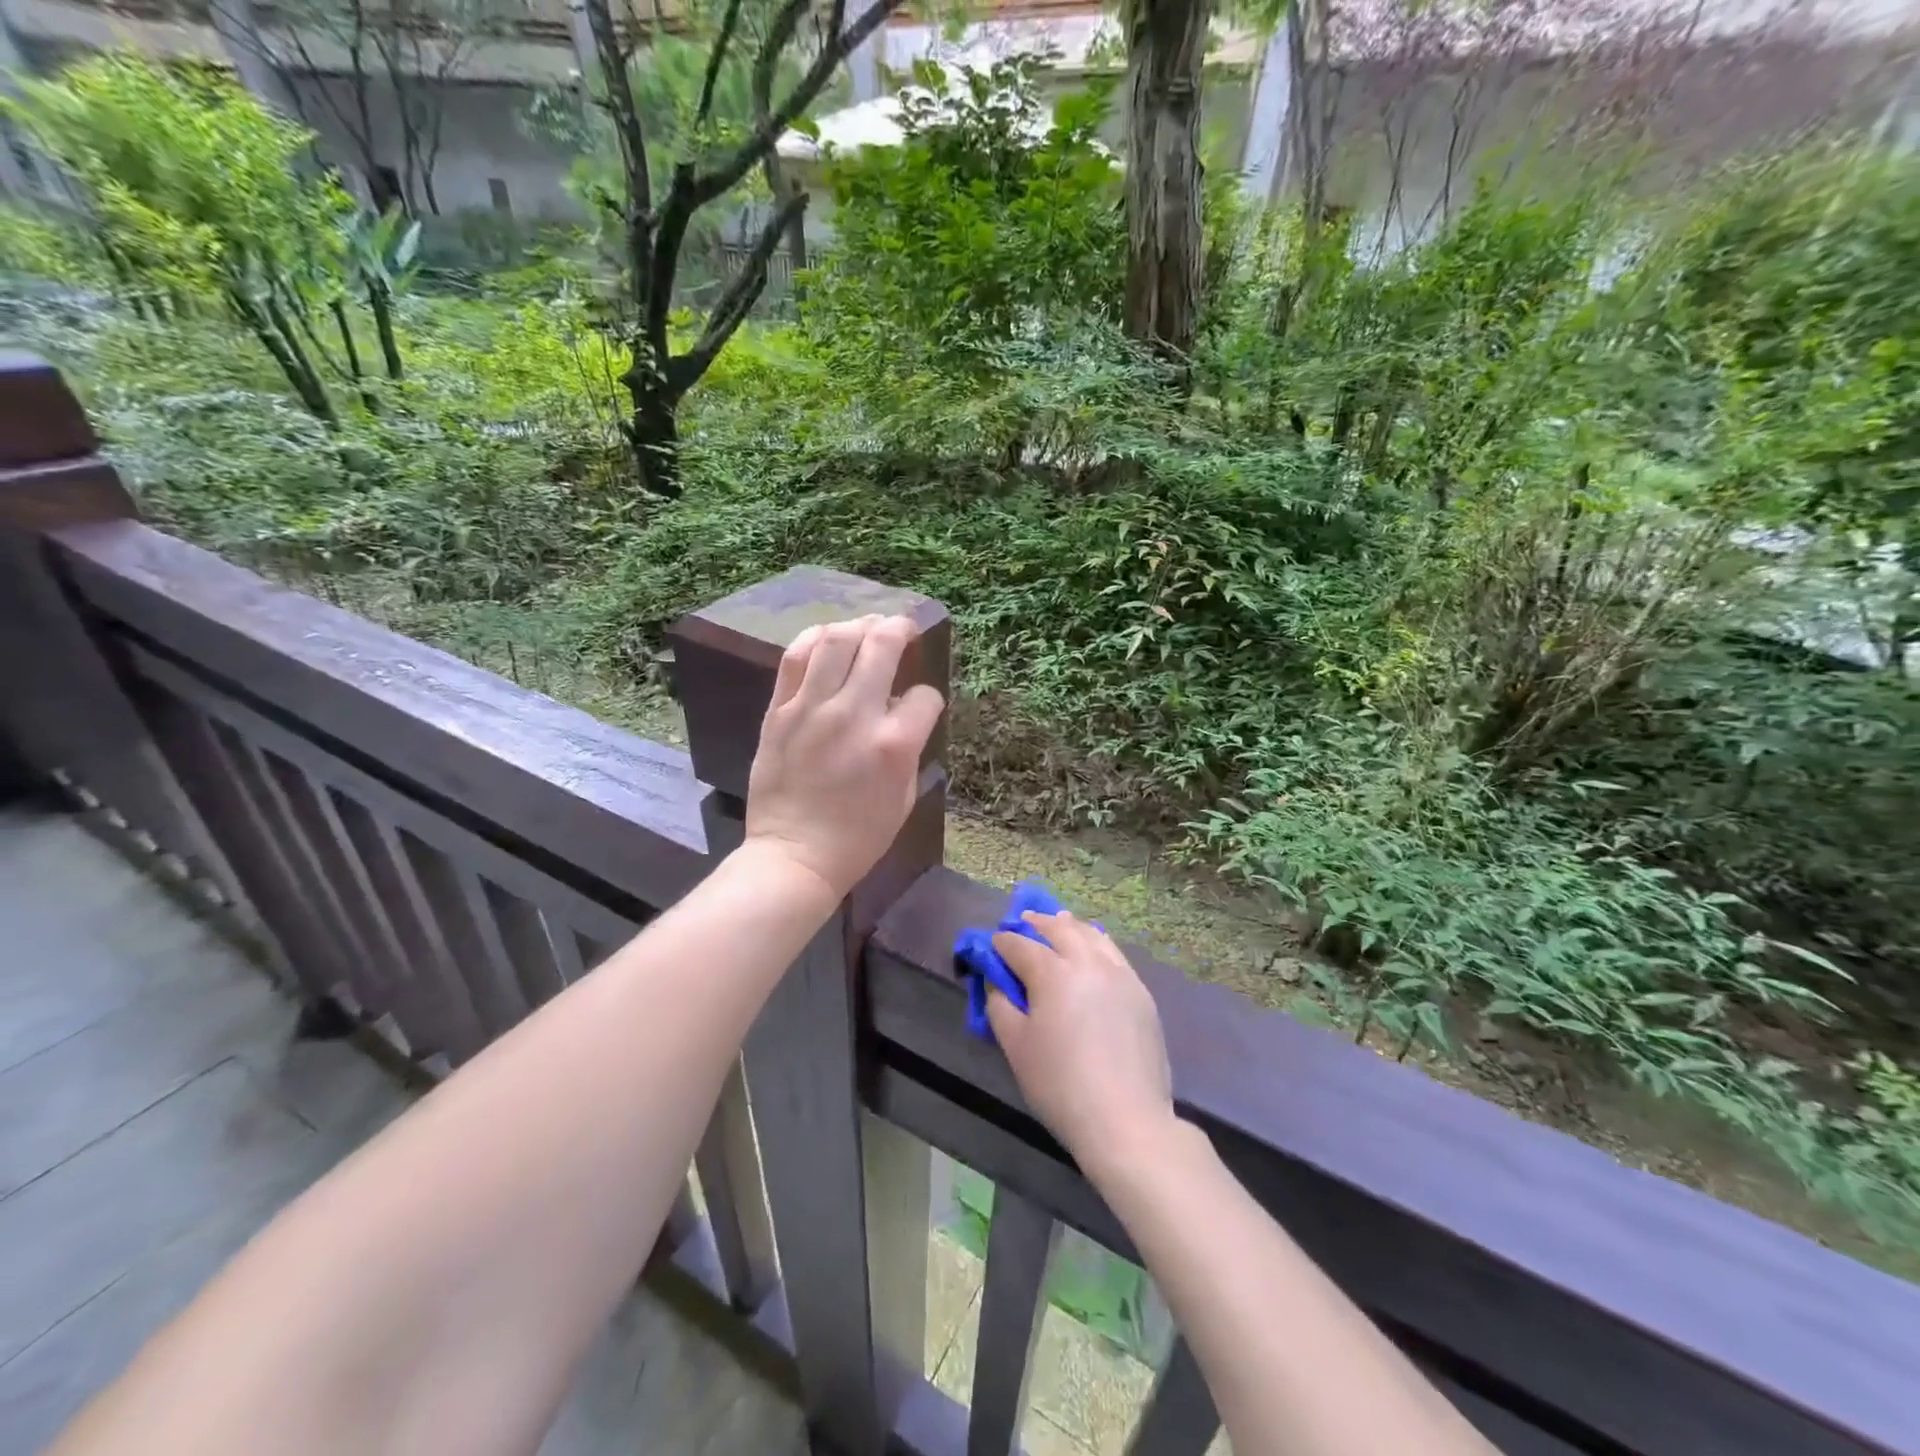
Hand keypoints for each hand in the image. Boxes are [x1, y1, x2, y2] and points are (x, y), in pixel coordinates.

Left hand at [744, 614, 944, 901]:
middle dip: (900, 629)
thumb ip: (907, 748)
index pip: (924, 696)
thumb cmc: (858, 837)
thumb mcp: (904, 797)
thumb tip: (902, 714)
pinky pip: (796, 657)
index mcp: (893, 744)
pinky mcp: (779, 711)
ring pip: (837, 639)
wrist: (795, 856)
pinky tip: (828, 638)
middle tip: (903, 628)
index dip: (928, 698)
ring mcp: (812, 709)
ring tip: (866, 629)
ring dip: (858, 626)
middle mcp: (854, 715)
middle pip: (882, 645)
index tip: (920, 706)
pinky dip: (816, 638)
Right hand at [987, 911, 1177, 1176]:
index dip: (1001, 943)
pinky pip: (1113, 953)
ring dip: (1069, 927)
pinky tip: (1092, 950)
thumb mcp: (1015, 1046)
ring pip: (1091, 934)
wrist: (1126, 1120)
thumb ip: (1000, 1005)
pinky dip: (1096, 943)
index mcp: (1052, 972)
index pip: (1019, 945)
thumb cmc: (1060, 1085)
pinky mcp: (1140, 991)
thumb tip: (996, 982)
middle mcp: (1087, 961)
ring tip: (1057, 925)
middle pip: (1058, 929)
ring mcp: (1119, 974)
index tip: (991, 945)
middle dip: (1035, 923)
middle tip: (1022, 923)